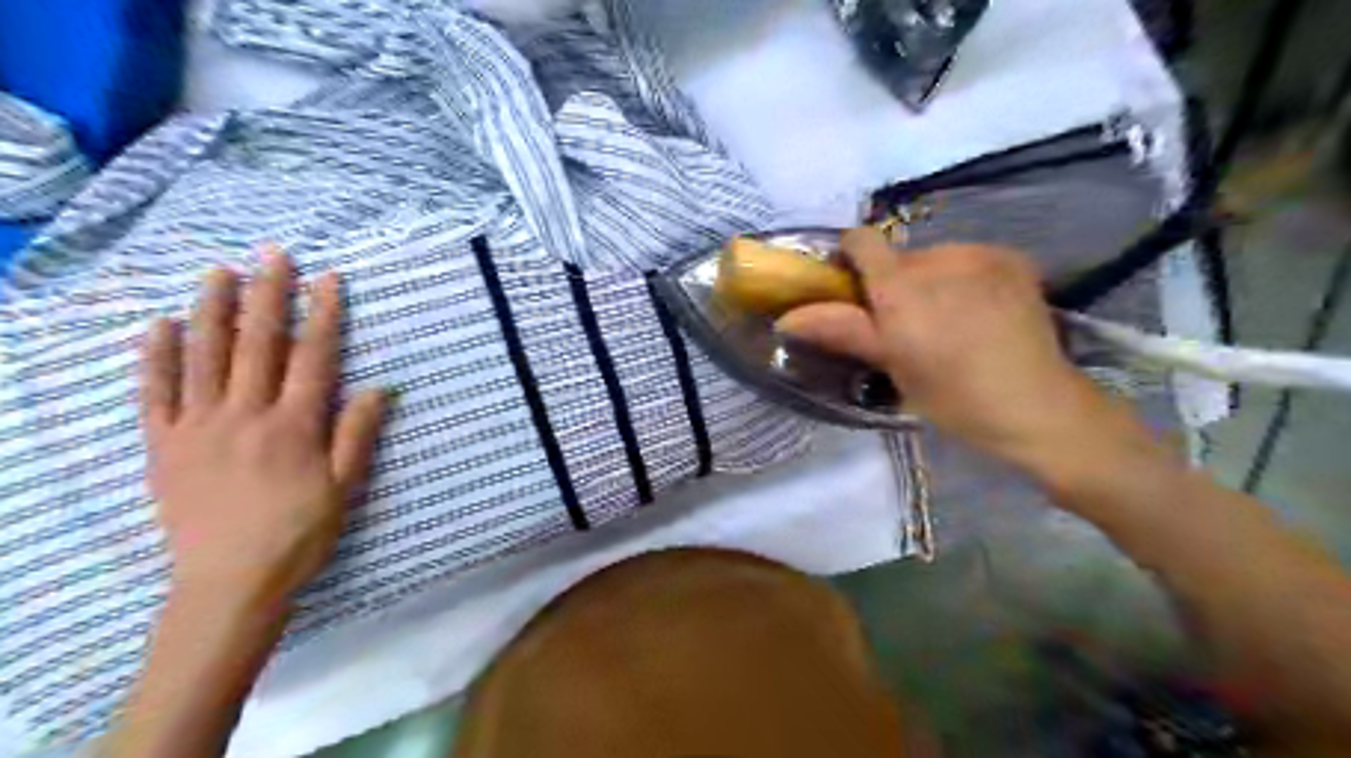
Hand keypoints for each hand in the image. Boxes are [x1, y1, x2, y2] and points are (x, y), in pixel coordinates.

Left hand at [138, 253, 383, 612]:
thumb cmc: (300, 533)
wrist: (229, 583)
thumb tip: (378, 387)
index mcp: (294, 426)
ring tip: (218, 271)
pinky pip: (156, 393)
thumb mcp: (345, 488)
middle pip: (258, 345)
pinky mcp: (163, 445)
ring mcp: (198, 427)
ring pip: (205, 357)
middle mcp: (245, 415)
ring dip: (212, 310)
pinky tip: (160, 326)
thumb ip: (358, 434)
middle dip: (268, 296)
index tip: (327, 279)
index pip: (313, 357)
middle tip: (273, 254)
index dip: (323, 315)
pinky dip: (156, 357)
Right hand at [775, 226, 1113, 460]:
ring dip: (931, 281)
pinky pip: (970, 259)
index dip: (850, 258)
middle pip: (899, 256)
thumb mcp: (891, 366)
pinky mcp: (1012, 259)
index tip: (854, 290)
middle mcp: (939, 258)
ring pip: (936, 259)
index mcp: (901, 286)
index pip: (861, 241)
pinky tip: (981, 313)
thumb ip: (840, 330)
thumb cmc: (953, 395)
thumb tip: (787, 317)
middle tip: (908, 326)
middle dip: (894, 284)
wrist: (1036, 405)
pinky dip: (964, 279)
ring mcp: (981, 254)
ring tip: (950, 322)